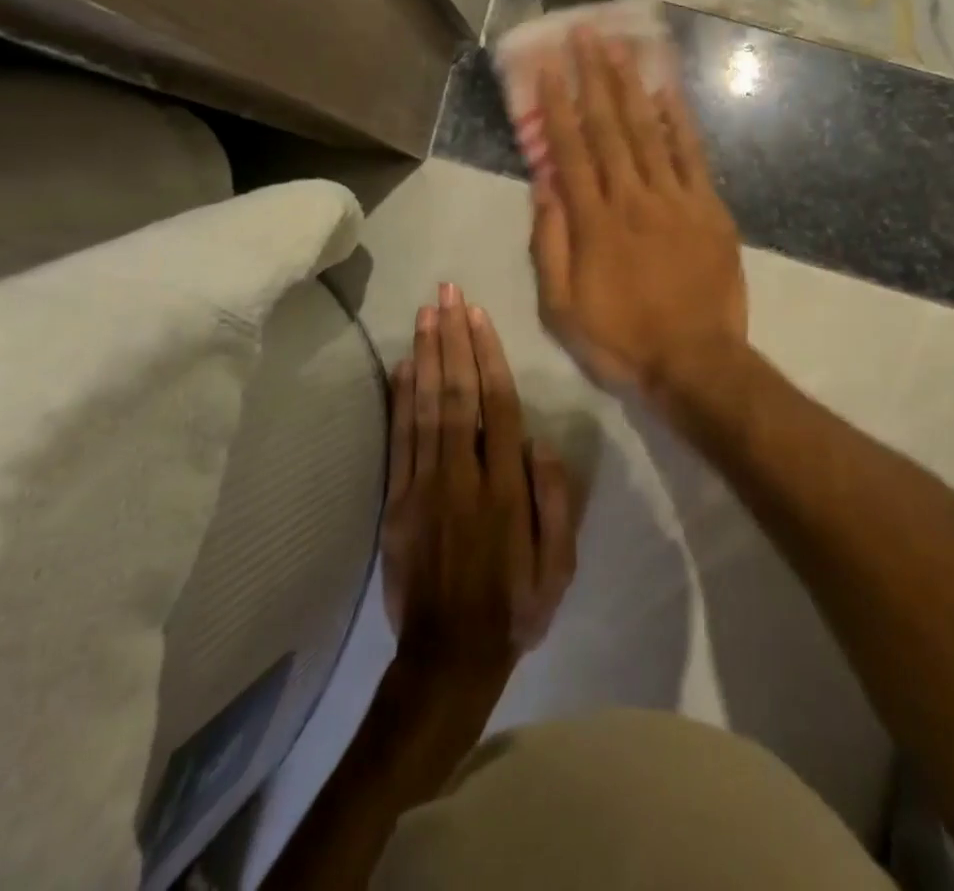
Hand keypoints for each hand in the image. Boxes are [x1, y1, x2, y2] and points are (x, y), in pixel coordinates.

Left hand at [380, 286, 576, 687]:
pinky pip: (398, 440)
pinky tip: (402, 366)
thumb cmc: (514, 607)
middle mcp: (461, 476)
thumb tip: (544, 442)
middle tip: (446, 293)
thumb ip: (555, 502)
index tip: (478, 315)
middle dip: (452, 338)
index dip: (486, 355)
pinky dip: (399, 399)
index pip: (496, 406)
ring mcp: (422, 487)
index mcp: (503, 489)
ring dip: (425, 356)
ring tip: (426, 313)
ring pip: (424, 408)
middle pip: (456, 393)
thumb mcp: (558, 567)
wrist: (447, 660)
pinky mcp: (395, 502)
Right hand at [530, 28, 748, 412]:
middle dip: (594, 77)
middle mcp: (631, 198)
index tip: (547, 65)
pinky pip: (692, 156)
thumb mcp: (561, 307)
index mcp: (592, 222)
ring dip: (632, 85)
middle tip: (584, 33)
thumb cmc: (621, 339)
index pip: (569, 149)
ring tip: (619, 45)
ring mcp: (674, 200)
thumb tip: (542, 185)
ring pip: (649, 131)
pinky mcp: (708, 209)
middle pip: (609, 127)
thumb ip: (549, 243)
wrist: (695, 362)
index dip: (557, 103)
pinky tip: (668, 91)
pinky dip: (680, 121)